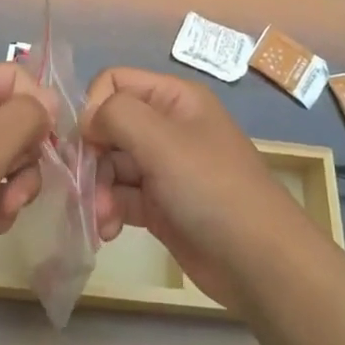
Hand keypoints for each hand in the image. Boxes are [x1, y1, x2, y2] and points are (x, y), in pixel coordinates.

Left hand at [0, 61, 55, 272]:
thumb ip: (25, 118)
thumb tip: (49, 102)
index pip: (13, 77)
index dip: (37, 104)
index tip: (50, 141)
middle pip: (13, 119)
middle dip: (26, 155)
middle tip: (19, 183)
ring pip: (6, 157)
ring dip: (15, 185)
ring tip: (3, 209)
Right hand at [81, 67, 313, 308]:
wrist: (259, 262)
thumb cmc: (211, 188)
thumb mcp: (162, 140)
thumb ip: (116, 115)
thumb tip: (86, 120)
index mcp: (174, 99)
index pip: (115, 82)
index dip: (95, 108)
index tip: (89, 141)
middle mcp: (167, 127)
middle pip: (108, 126)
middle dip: (91, 156)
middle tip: (85, 187)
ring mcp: (163, 168)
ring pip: (110, 165)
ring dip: (97, 189)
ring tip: (101, 217)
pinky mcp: (160, 205)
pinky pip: (120, 197)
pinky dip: (108, 211)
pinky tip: (106, 231)